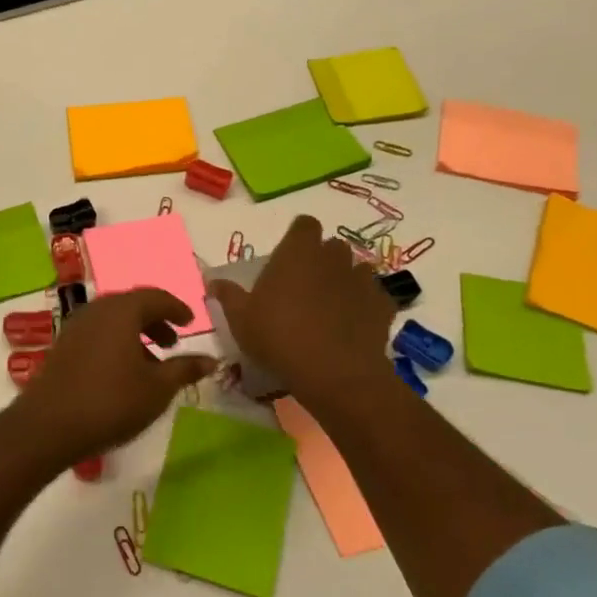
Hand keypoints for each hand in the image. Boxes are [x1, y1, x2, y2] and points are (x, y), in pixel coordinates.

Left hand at [4, 288, 215, 469]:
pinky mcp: (62, 346)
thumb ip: (184, 369)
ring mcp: (74, 327)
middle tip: (173, 342)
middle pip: (131, 305)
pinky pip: (96, 334)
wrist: (48, 426)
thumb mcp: (158, 388)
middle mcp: (96, 310)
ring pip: (112, 320)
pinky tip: (122, 372)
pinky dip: (115, 343)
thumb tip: (210, 360)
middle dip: (155, 320)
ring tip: (151, 362)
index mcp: (121, 311)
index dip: (176, 308)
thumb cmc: (111, 402)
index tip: (191, 322)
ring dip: (135, 333)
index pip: (155, 297)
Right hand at [208, 214, 396, 405]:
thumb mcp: (241, 319)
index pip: (304, 224)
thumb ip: (228, 295)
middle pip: (331, 246)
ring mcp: (362, 280)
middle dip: (322, 260)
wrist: (334, 372)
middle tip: (304, 286)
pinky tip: (352, 325)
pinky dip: (365, 306)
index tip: (288, 257)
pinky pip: (375, 297)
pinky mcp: (383, 305)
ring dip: (345, 281)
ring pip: (356, 270)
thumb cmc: (278, 336)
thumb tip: (213, 281)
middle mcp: (333, 257)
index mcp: (298, 252)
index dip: (298, 237)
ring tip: (330, 307)